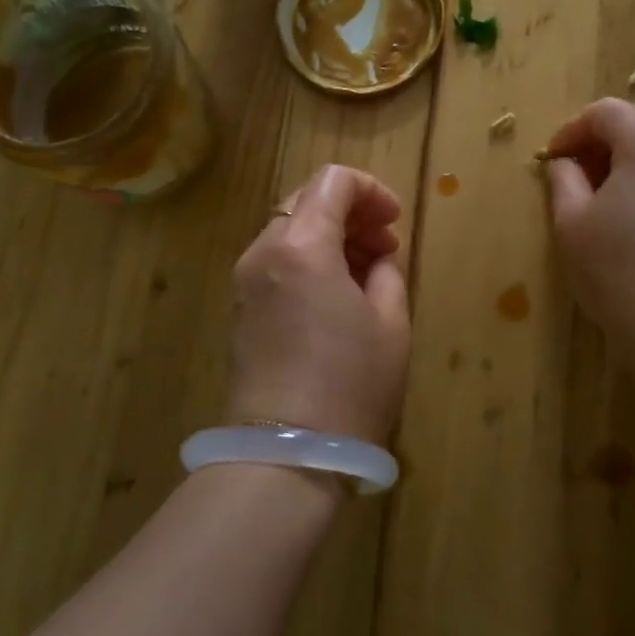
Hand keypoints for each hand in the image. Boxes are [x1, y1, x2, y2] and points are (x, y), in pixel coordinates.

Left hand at [226, 165, 411, 442]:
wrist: (285, 454)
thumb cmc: (351, 383)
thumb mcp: (391, 323)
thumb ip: (386, 271)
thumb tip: (374, 258)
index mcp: (301, 245)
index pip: (332, 181)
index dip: (370, 190)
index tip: (394, 222)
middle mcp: (263, 252)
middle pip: (306, 202)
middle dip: (350, 213)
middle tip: (385, 246)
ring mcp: (245, 282)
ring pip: (290, 232)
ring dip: (330, 237)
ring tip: (367, 273)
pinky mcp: (240, 310)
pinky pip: (277, 263)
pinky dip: (308, 261)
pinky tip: (335, 296)